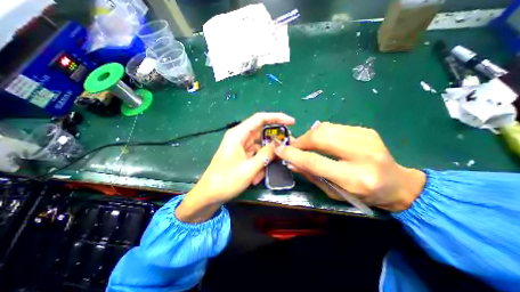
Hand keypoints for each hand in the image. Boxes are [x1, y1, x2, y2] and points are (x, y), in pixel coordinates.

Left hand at [175, 113, 293, 221]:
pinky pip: (256, 156)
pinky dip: (259, 166)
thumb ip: (266, 154)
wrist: (209, 195)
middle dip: (274, 143)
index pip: (260, 119)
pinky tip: (255, 178)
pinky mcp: (242, 155)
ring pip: (261, 148)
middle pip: (262, 133)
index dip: (277, 117)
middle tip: (285, 150)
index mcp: (238, 134)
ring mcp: (241, 147)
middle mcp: (240, 137)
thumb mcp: (249, 168)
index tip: (292, 122)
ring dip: (264, 160)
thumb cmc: (226, 180)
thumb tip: (278, 144)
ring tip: (260, 175)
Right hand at [274, 121, 423, 211]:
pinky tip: (321, 141)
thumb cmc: (363, 194)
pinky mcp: (366, 130)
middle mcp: (362, 155)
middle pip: (320, 137)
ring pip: (325, 128)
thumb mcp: (334, 192)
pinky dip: (321, 133)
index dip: (293, 154)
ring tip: (305, 144)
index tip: (279, 150)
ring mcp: (366, 138)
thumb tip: (291, 162)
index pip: (314, 161)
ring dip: (309, 135)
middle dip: (301, 140)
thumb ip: (311, 175)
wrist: (397, 183)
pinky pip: (334, 127)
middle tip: (293, 146)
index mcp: (354, 178)